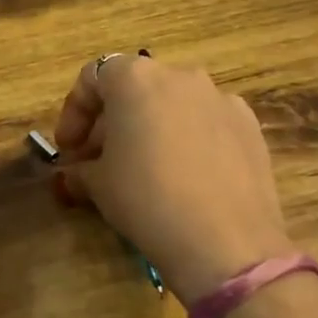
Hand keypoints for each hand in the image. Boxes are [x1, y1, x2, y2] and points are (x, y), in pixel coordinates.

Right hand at [54, 55, 290, 302]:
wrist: (226, 242)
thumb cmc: (147, 199)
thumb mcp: (98, 185)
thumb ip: (80, 169)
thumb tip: (74, 174)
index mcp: (136, 78)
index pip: (93, 77)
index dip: (74, 112)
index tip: (68, 149)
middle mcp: (180, 76)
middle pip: (134, 88)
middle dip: (111, 123)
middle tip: (98, 163)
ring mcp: (220, 98)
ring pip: (172, 104)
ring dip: (149, 129)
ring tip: (141, 170)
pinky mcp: (248, 126)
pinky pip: (205, 123)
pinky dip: (186, 140)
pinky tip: (184, 178)